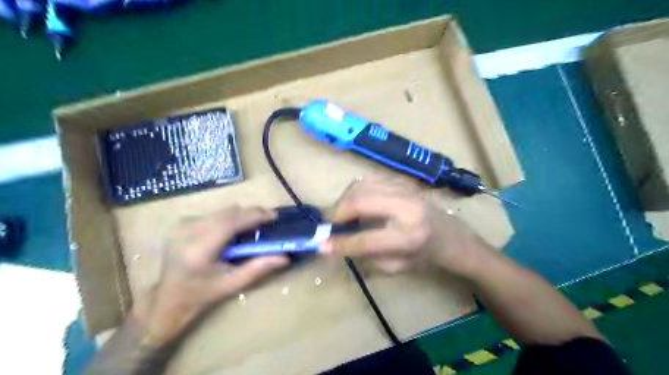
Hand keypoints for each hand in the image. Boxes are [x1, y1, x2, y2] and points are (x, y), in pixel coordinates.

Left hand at [132, 206, 287, 346]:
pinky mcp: (182, 223)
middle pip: (227, 213)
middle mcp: (188, 232)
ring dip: (240, 216)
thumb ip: (259, 268)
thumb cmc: (202, 294)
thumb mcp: (233, 284)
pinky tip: (232, 231)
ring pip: (222, 211)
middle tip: (267, 221)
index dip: (253, 216)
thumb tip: (285, 257)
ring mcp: (182, 226)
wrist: (168, 298)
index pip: (230, 223)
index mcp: (199, 250)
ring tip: (252, 227)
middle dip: (250, 214)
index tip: (273, 215)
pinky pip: (213, 214)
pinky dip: (228, 218)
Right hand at [319, 178, 489, 274]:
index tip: (322, 245)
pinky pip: (368, 181)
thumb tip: (335, 242)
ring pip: (361, 186)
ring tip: (345, 215)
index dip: (340, 243)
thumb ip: (364, 253)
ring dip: (345, 201)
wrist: (451, 235)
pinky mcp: (402, 180)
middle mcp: (407, 207)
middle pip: (359, 201)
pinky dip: (356, 193)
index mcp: (410, 236)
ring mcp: (405, 189)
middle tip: (334, 225)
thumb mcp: (396, 266)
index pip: (365, 239)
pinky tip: (358, 205)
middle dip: (338, 213)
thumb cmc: (425, 256)